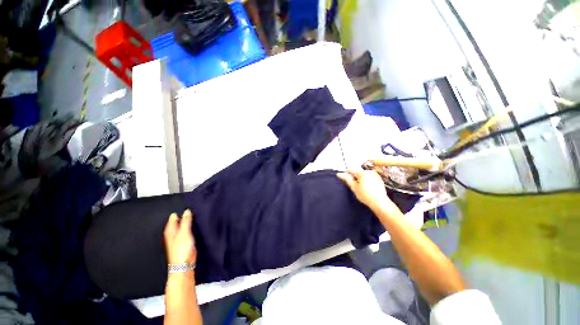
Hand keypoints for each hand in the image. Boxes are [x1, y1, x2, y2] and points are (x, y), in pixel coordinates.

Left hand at [164, 210, 196, 265]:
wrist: (183, 266)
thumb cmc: (182, 249)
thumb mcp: (184, 233)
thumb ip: (186, 222)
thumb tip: (187, 210)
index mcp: (170, 231)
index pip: (173, 219)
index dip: (178, 213)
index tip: (186, 205)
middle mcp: (172, 235)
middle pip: (176, 223)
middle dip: (182, 217)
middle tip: (191, 209)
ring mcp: (178, 240)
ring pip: (181, 228)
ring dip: (186, 223)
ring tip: (194, 215)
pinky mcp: (184, 244)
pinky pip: (186, 232)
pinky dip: (189, 228)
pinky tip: (195, 227)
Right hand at [337, 170, 396, 211]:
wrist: (380, 202)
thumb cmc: (365, 195)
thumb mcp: (354, 187)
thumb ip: (347, 179)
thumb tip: (340, 174)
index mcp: (362, 173)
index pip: (351, 170)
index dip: (346, 173)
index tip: (343, 177)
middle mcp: (369, 172)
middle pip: (358, 172)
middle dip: (355, 177)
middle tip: (353, 185)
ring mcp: (375, 175)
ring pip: (364, 175)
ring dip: (361, 179)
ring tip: (361, 188)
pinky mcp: (379, 179)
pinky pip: (370, 178)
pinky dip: (367, 181)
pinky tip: (367, 188)